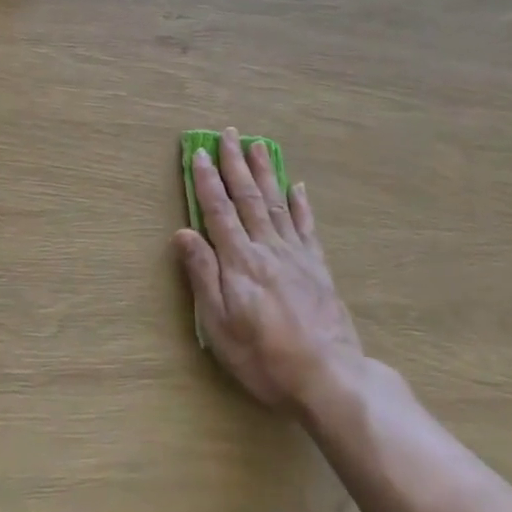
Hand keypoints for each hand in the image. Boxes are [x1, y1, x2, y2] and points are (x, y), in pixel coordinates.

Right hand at [174, 129, 364, 413]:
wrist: (329, 378)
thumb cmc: (263, 356)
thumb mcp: (219, 323)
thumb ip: (203, 275)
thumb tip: (183, 232)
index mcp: (239, 260)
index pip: (218, 210)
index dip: (206, 180)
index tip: (198, 152)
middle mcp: (267, 248)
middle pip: (247, 197)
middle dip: (235, 163)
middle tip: (228, 133)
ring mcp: (296, 255)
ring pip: (276, 203)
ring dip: (265, 172)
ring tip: (258, 145)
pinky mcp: (317, 268)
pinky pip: (306, 226)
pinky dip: (300, 203)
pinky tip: (296, 187)